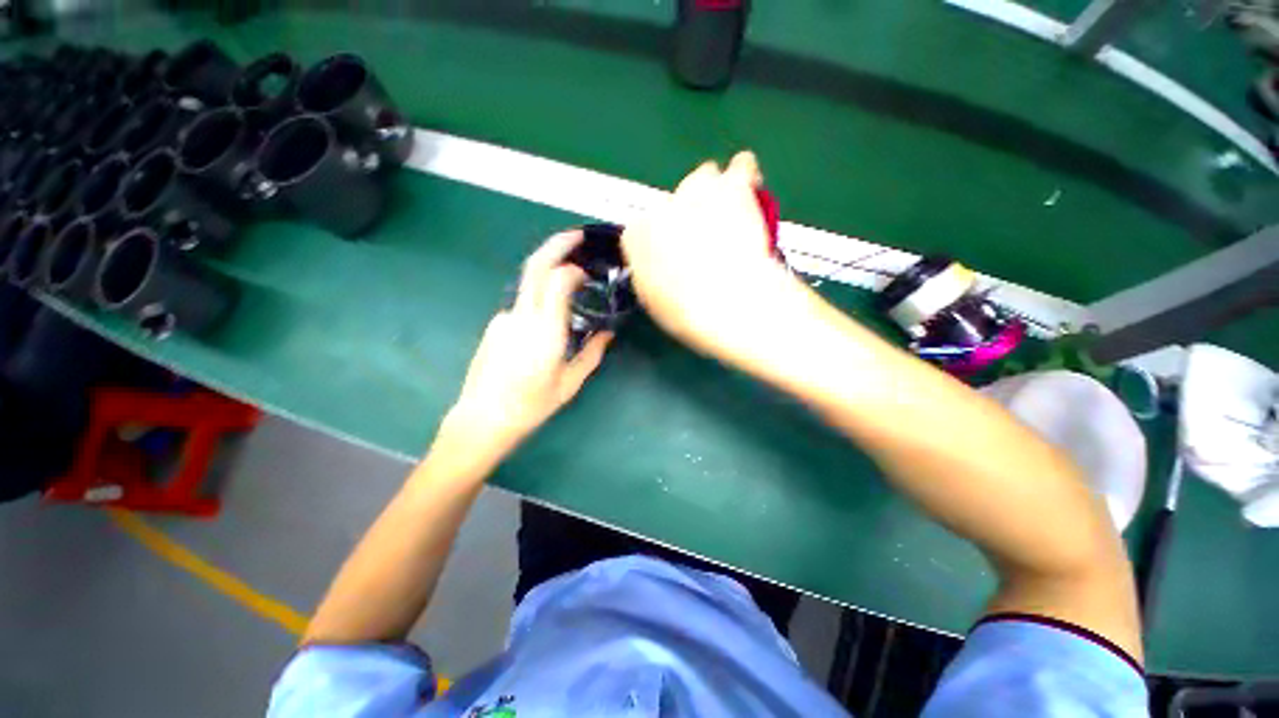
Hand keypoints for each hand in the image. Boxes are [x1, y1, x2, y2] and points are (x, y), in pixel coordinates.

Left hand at [443, 230, 612, 459]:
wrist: (483, 418)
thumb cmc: (531, 405)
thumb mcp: (569, 384)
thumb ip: (592, 355)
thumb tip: (608, 335)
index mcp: (545, 332)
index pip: (557, 281)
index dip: (573, 269)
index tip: (586, 273)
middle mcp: (521, 317)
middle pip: (535, 267)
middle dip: (556, 245)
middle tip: (576, 236)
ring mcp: (504, 318)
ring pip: (528, 285)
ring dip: (548, 276)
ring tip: (568, 286)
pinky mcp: (495, 325)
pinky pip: (522, 305)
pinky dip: (538, 302)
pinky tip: (545, 325)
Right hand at [621, 151, 802, 360]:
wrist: (726, 301)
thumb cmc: (686, 310)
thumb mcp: (653, 300)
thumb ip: (650, 273)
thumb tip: (659, 267)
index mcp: (637, 236)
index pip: (641, 230)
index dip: (661, 242)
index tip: (674, 255)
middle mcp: (662, 206)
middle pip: (673, 202)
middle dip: (687, 217)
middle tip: (705, 239)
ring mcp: (697, 190)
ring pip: (704, 177)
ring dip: (714, 193)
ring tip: (729, 213)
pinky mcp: (733, 186)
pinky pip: (741, 166)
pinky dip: (746, 176)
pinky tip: (751, 188)